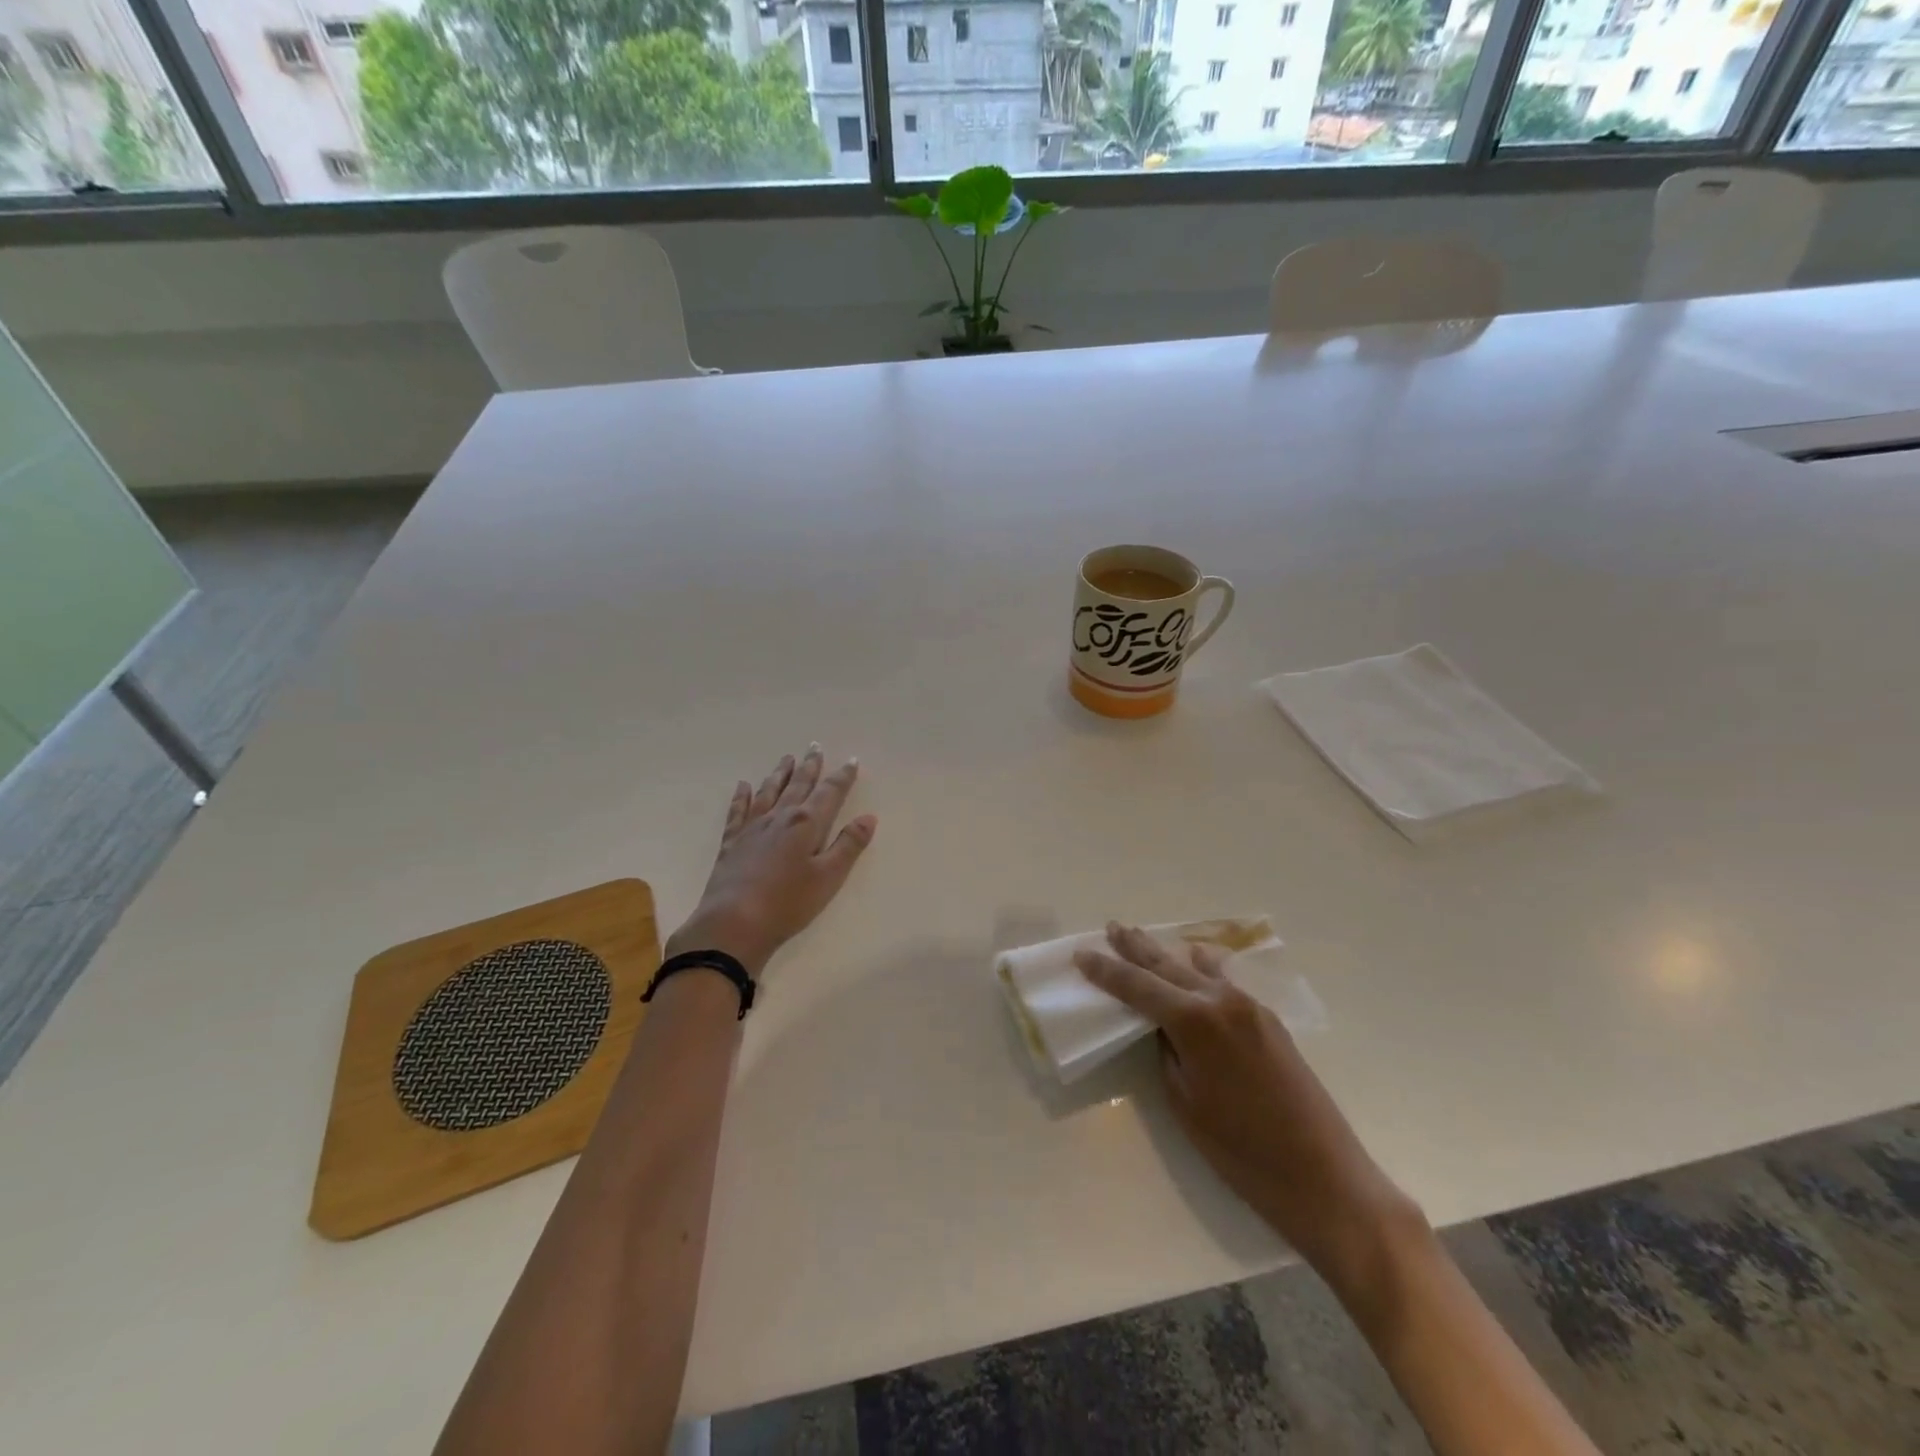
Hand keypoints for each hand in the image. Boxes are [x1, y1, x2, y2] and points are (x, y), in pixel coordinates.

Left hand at [667, 745, 876, 976]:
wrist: (733, 923)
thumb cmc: (788, 903)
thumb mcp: (829, 877)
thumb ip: (848, 845)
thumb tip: (868, 817)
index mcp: (807, 823)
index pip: (829, 793)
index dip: (842, 777)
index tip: (851, 761)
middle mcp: (780, 817)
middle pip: (798, 785)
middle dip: (810, 766)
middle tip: (815, 747)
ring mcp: (752, 828)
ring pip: (769, 792)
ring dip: (780, 774)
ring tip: (787, 759)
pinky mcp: (732, 842)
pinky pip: (738, 811)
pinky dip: (742, 796)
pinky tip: (743, 786)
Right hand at [1074, 924, 1423, 1290]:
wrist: (1325, 1178)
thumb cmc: (1243, 1152)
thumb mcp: (1185, 1104)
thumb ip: (1168, 1054)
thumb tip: (1163, 1029)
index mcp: (1195, 1021)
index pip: (1137, 987)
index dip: (1106, 971)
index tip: (1081, 954)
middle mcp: (1221, 1001)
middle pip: (1167, 966)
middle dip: (1135, 948)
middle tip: (1111, 927)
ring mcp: (1250, 1008)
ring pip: (1198, 969)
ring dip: (1167, 954)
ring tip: (1142, 938)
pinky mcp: (1269, 1021)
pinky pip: (1225, 982)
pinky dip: (1204, 968)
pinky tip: (1197, 959)